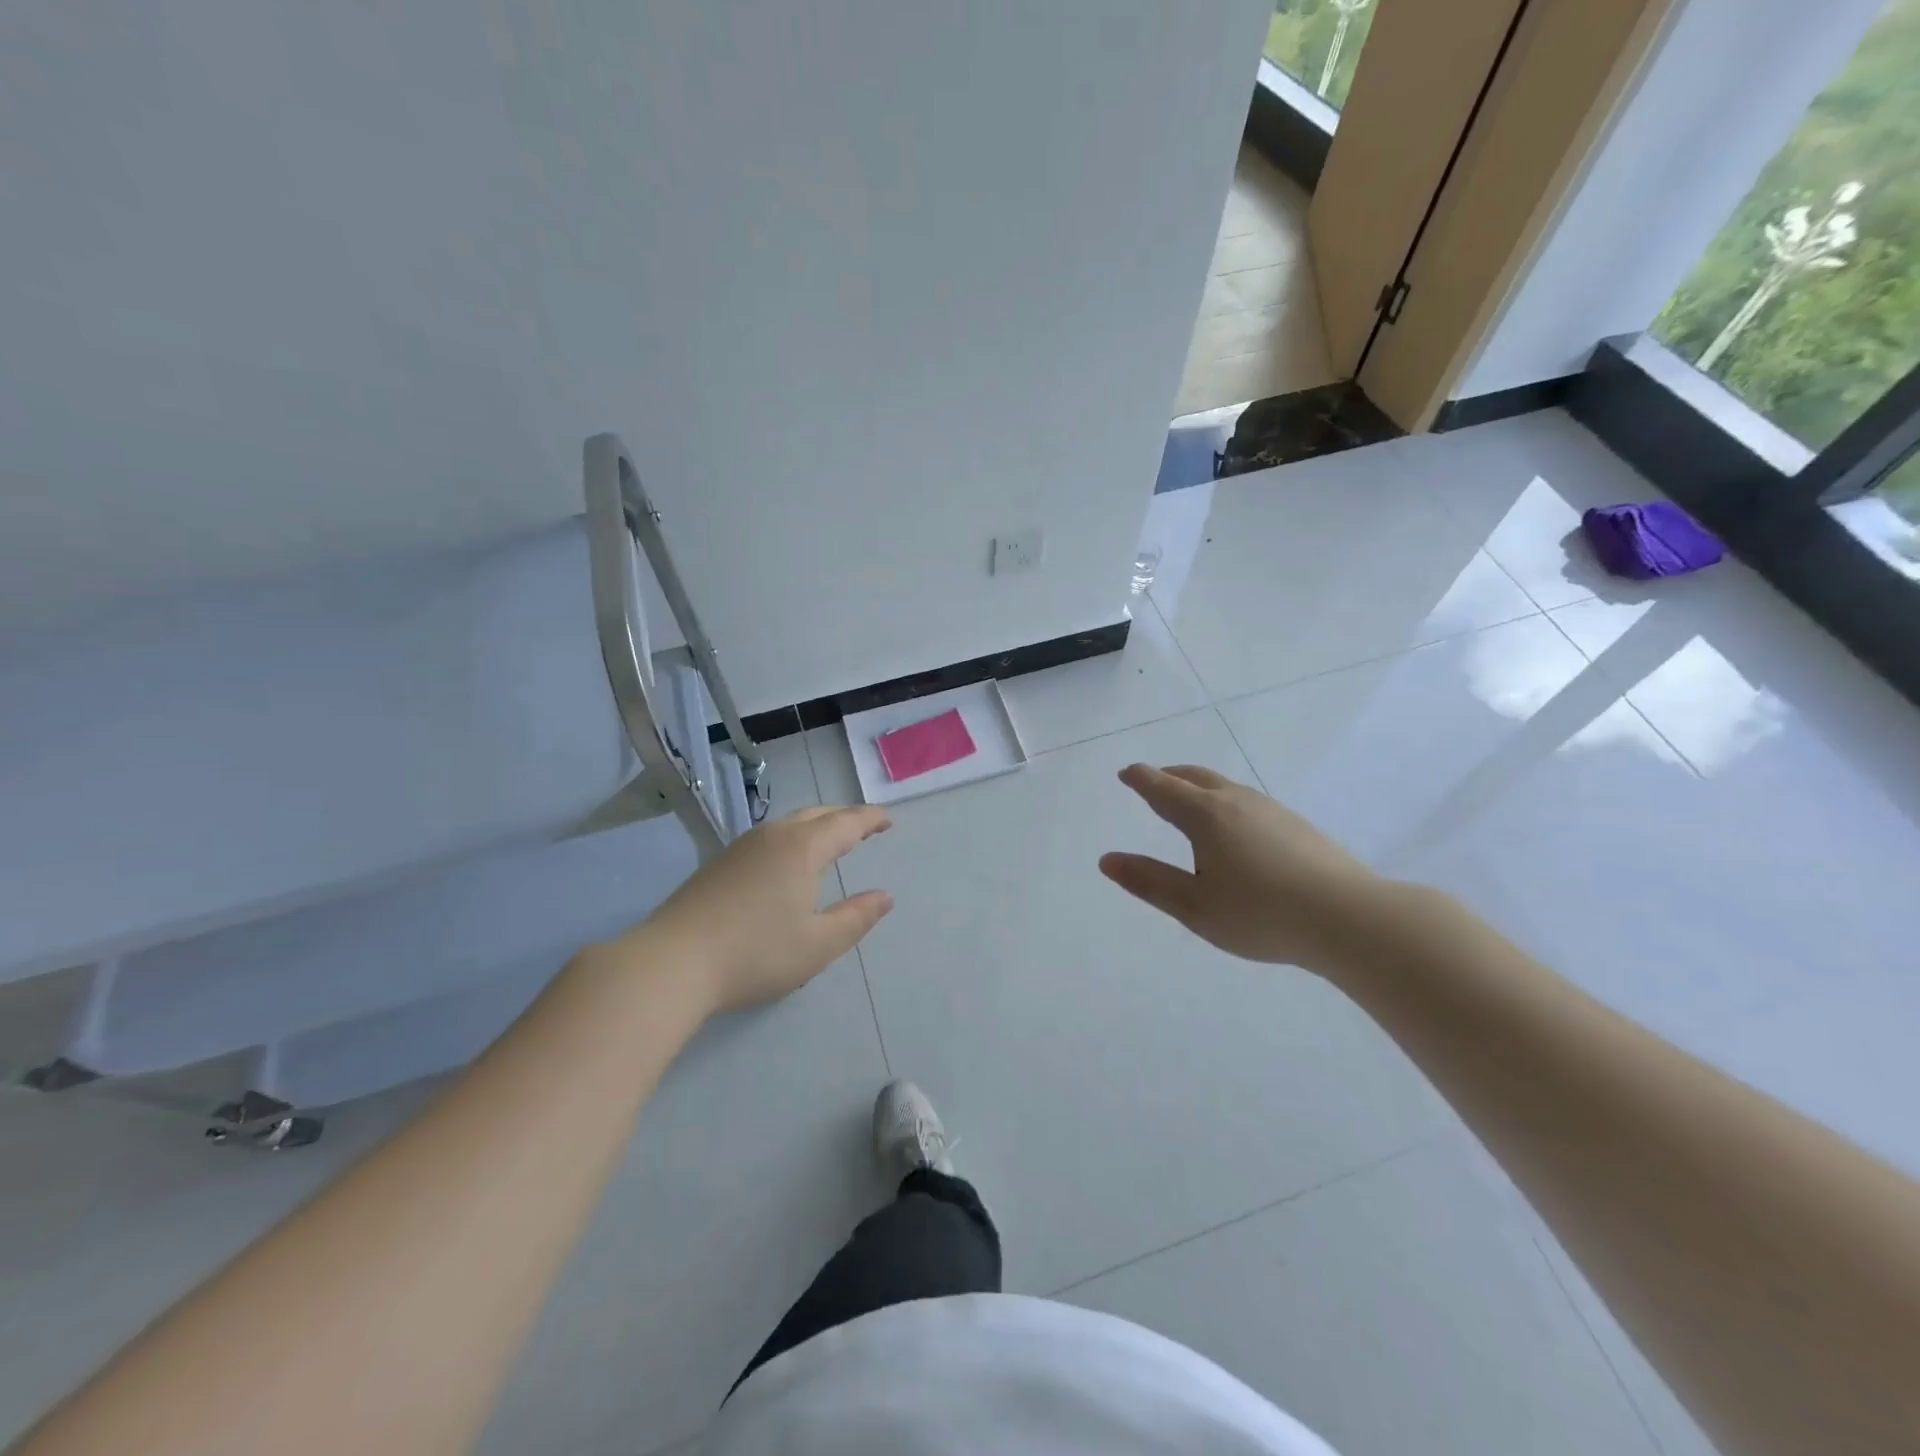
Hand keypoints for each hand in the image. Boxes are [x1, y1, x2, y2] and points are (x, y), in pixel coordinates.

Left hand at [628, 805, 893, 1015]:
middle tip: (864, 827)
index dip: (870, 819)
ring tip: (830, 840)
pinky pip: (768, 836)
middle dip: (844, 817)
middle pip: (816, 815)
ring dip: (816, 825)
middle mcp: (773, 836)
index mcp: (803, 848)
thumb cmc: (755, 954)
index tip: (887, 820)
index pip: (846, 823)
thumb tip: (884, 897)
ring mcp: (741, 847)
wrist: (672, 962)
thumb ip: (856, 918)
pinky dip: (792, 837)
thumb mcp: (818, 944)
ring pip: (788, 823)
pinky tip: (786, 860)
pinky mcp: (719, 863)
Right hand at [1099, 763, 1391, 974]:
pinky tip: (1235, 826)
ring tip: (1189, 801)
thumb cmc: (1261, 914)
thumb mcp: (1194, 907)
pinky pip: (1247, 800)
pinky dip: (1225, 801)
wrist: (1349, 918)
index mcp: (1206, 816)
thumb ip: (1149, 881)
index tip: (1127, 772)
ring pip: (1225, 786)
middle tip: (1152, 779)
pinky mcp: (1297, 825)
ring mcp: (1271, 810)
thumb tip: (1107, 860)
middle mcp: (1236, 802)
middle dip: (1169, 775)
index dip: (1141, 779)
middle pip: (1195, 777)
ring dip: (1199, 786)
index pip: (1163, 788)